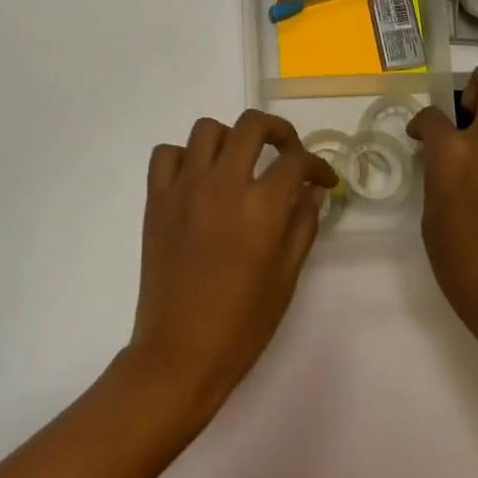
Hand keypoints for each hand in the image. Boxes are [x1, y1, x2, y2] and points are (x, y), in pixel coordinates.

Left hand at [125, 110, 338, 420]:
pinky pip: (166, 154)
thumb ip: (302, 226)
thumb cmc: (242, 323)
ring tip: (238, 163)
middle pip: (251, 125)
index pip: (295, 160)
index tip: (322, 181)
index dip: (317, 165)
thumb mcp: (286, 278)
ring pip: (206, 129)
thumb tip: (312, 192)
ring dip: (229, 138)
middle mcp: (222, 184)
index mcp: (261, 207)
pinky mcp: (156, 200)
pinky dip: (184, 156)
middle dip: (278, 131)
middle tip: (286, 152)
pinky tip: (197, 178)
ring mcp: (184, 188)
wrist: (180, 353)